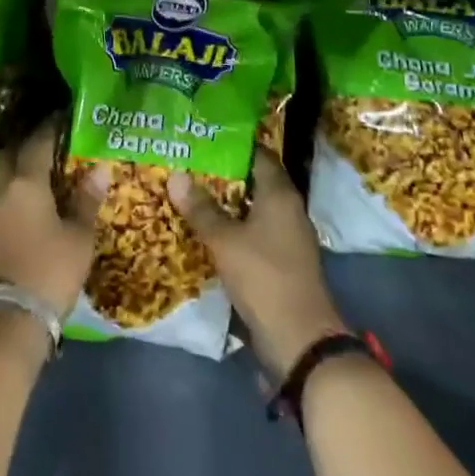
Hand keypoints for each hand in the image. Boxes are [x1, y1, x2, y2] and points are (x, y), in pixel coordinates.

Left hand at [0, 116, 107, 320]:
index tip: (60, 117)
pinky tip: (25, 194)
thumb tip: (99, 168)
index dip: (49, 128)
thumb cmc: (52, 269)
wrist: (11, 317)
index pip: (37, 144)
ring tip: (37, 165)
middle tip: (46, 139)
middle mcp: (2, 188)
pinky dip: (10, 186)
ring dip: (14, 164)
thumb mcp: (79, 236)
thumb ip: (86, 200)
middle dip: (25, 142)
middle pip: (9, 153)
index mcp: (26, 183)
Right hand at [169, 147, 344, 378]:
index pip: (259, 154)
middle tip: (189, 164)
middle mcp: (288, 209)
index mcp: (280, 194)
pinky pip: (255, 232)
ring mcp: (287, 237)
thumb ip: (201, 208)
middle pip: (255, 181)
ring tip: (191, 193)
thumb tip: (176, 175)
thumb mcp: (224, 240)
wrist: (298, 337)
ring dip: (227, 203)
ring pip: (254, 208)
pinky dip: (234, 227)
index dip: (233, 145)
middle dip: (224, 174)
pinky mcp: (282, 261)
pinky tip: (208, 230)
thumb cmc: (263, 276)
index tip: (204, 138)